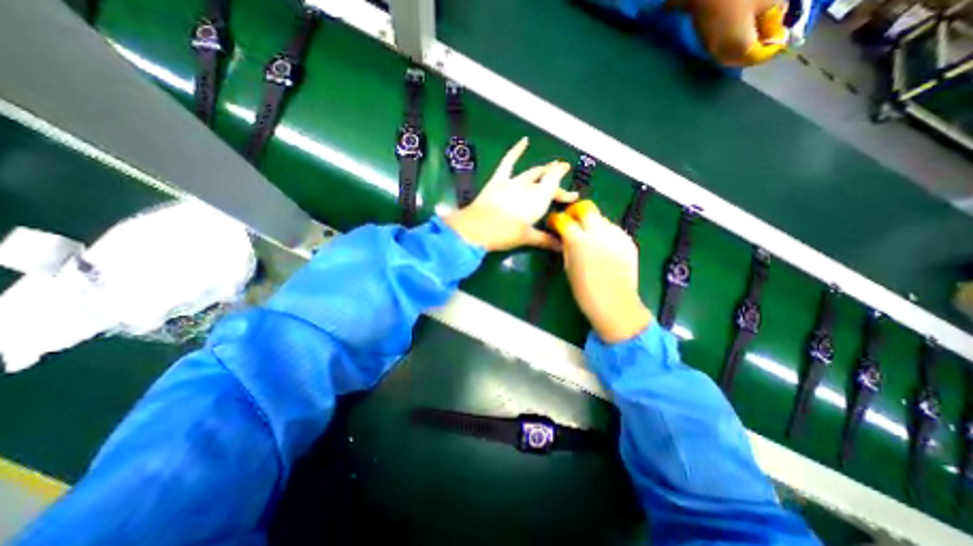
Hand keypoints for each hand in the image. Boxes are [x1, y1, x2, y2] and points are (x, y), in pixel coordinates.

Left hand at [446, 139, 576, 252]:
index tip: (573, 195)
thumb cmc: (504, 234)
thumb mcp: (526, 238)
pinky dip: (516, 150)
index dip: (565, 191)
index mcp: (538, 200)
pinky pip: (508, 162)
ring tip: (551, 167)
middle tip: (566, 190)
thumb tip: (561, 247)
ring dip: (543, 170)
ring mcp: (513, 182)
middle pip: (546, 182)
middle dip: (557, 183)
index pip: (555, 188)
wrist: (476, 229)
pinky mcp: (498, 180)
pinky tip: (524, 141)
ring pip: (532, 173)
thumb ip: (545, 240)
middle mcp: (528, 187)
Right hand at [551, 202, 648, 342]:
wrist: (615, 303)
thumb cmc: (585, 291)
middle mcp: (599, 233)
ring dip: (592, 224)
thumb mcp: (569, 268)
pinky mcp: (628, 241)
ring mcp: (616, 236)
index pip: (564, 220)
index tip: (554, 223)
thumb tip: (565, 236)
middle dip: (576, 212)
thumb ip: (567, 247)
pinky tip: (604, 247)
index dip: (556, 219)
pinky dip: (606, 234)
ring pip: (602, 218)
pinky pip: (614, 230)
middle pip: (587, 208)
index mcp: (579, 241)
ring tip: (590, 238)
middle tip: (572, 222)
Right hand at [691, 0, 790, 66]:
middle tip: (772, 36)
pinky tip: (742, 34)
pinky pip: (724, 52)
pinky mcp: (706, 45)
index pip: (759, 56)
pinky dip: (735, 47)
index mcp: (741, 47)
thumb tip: (776, 28)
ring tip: (757, 34)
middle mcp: (725, 55)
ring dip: (745, 50)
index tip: (785, 36)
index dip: (774, 47)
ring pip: (732, 58)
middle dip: (758, 51)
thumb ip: (775, 16)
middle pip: (744, 60)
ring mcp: (713, 51)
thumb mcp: (769, 0)